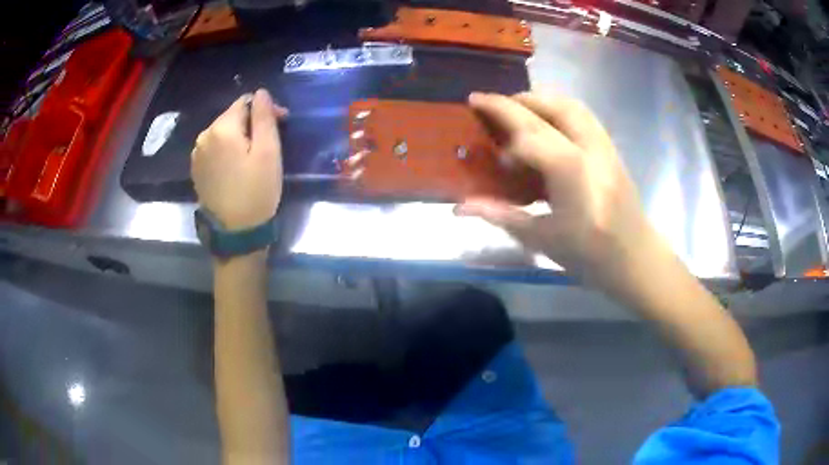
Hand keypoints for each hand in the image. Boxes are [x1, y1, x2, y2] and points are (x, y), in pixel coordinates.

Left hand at [191, 89, 287, 230]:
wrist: (235, 234)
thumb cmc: (256, 191)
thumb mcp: (268, 151)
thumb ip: (264, 117)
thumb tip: (261, 92)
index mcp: (221, 128)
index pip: (245, 101)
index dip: (265, 108)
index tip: (281, 124)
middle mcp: (204, 136)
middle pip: (232, 116)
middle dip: (252, 122)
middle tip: (271, 141)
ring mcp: (197, 154)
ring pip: (223, 132)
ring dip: (240, 136)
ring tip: (254, 155)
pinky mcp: (197, 169)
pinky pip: (214, 148)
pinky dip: (227, 150)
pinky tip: (237, 166)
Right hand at [457, 92, 656, 288]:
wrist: (636, 259)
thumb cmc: (590, 257)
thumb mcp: (543, 240)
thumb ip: (501, 215)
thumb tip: (460, 207)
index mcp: (573, 175)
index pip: (530, 132)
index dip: (500, 117)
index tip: (474, 108)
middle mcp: (592, 151)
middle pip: (553, 108)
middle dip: (517, 100)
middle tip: (490, 103)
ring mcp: (606, 147)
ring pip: (572, 105)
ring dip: (540, 99)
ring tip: (516, 108)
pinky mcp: (612, 150)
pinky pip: (584, 116)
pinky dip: (559, 108)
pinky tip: (546, 123)